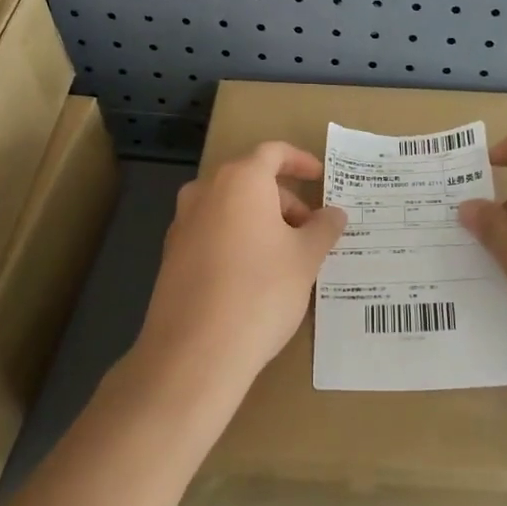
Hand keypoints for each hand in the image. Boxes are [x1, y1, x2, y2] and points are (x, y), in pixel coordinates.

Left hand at [135, 142, 347, 394]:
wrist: (194, 352)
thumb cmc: (260, 291)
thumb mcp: (306, 258)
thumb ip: (324, 228)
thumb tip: (335, 213)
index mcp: (240, 180)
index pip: (273, 153)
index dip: (300, 161)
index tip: (320, 177)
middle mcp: (205, 192)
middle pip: (251, 181)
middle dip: (284, 200)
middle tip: (311, 231)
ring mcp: (183, 224)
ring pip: (230, 208)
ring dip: (261, 221)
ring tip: (287, 256)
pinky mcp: (172, 256)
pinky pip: (213, 233)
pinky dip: (237, 240)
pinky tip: (255, 276)